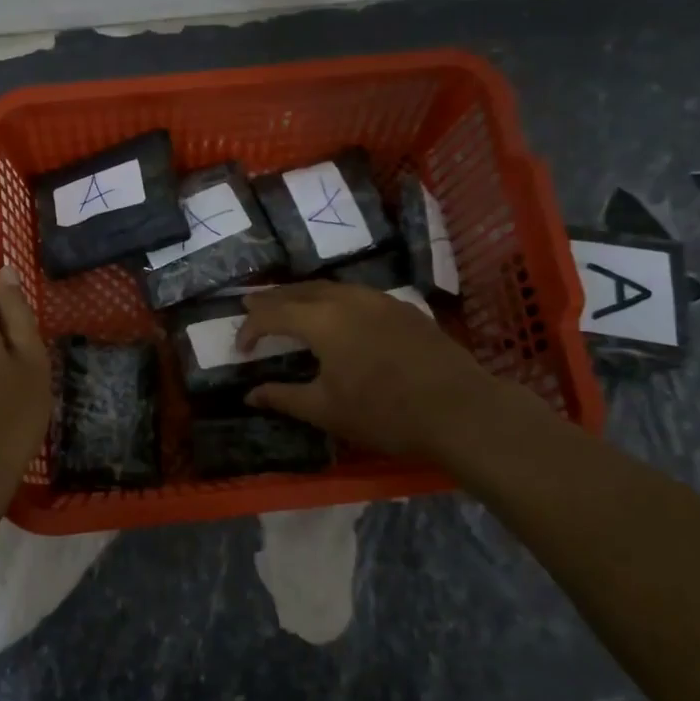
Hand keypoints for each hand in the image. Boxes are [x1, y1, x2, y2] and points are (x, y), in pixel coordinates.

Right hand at [237, 281, 538, 467]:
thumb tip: (249, 394)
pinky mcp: (404, 309)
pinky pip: (358, 294)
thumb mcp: (325, 410)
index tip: (240, 348)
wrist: (460, 410)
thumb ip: (283, 397)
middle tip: (250, 301)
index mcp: (322, 321)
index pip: (273, 313)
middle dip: (272, 298)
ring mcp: (380, 300)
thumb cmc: (384, 413)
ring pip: (331, 287)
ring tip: (289, 303)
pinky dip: (334, 298)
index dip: (251, 327)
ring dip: (303, 294)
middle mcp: (347, 299)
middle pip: (300, 290)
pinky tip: (338, 312)